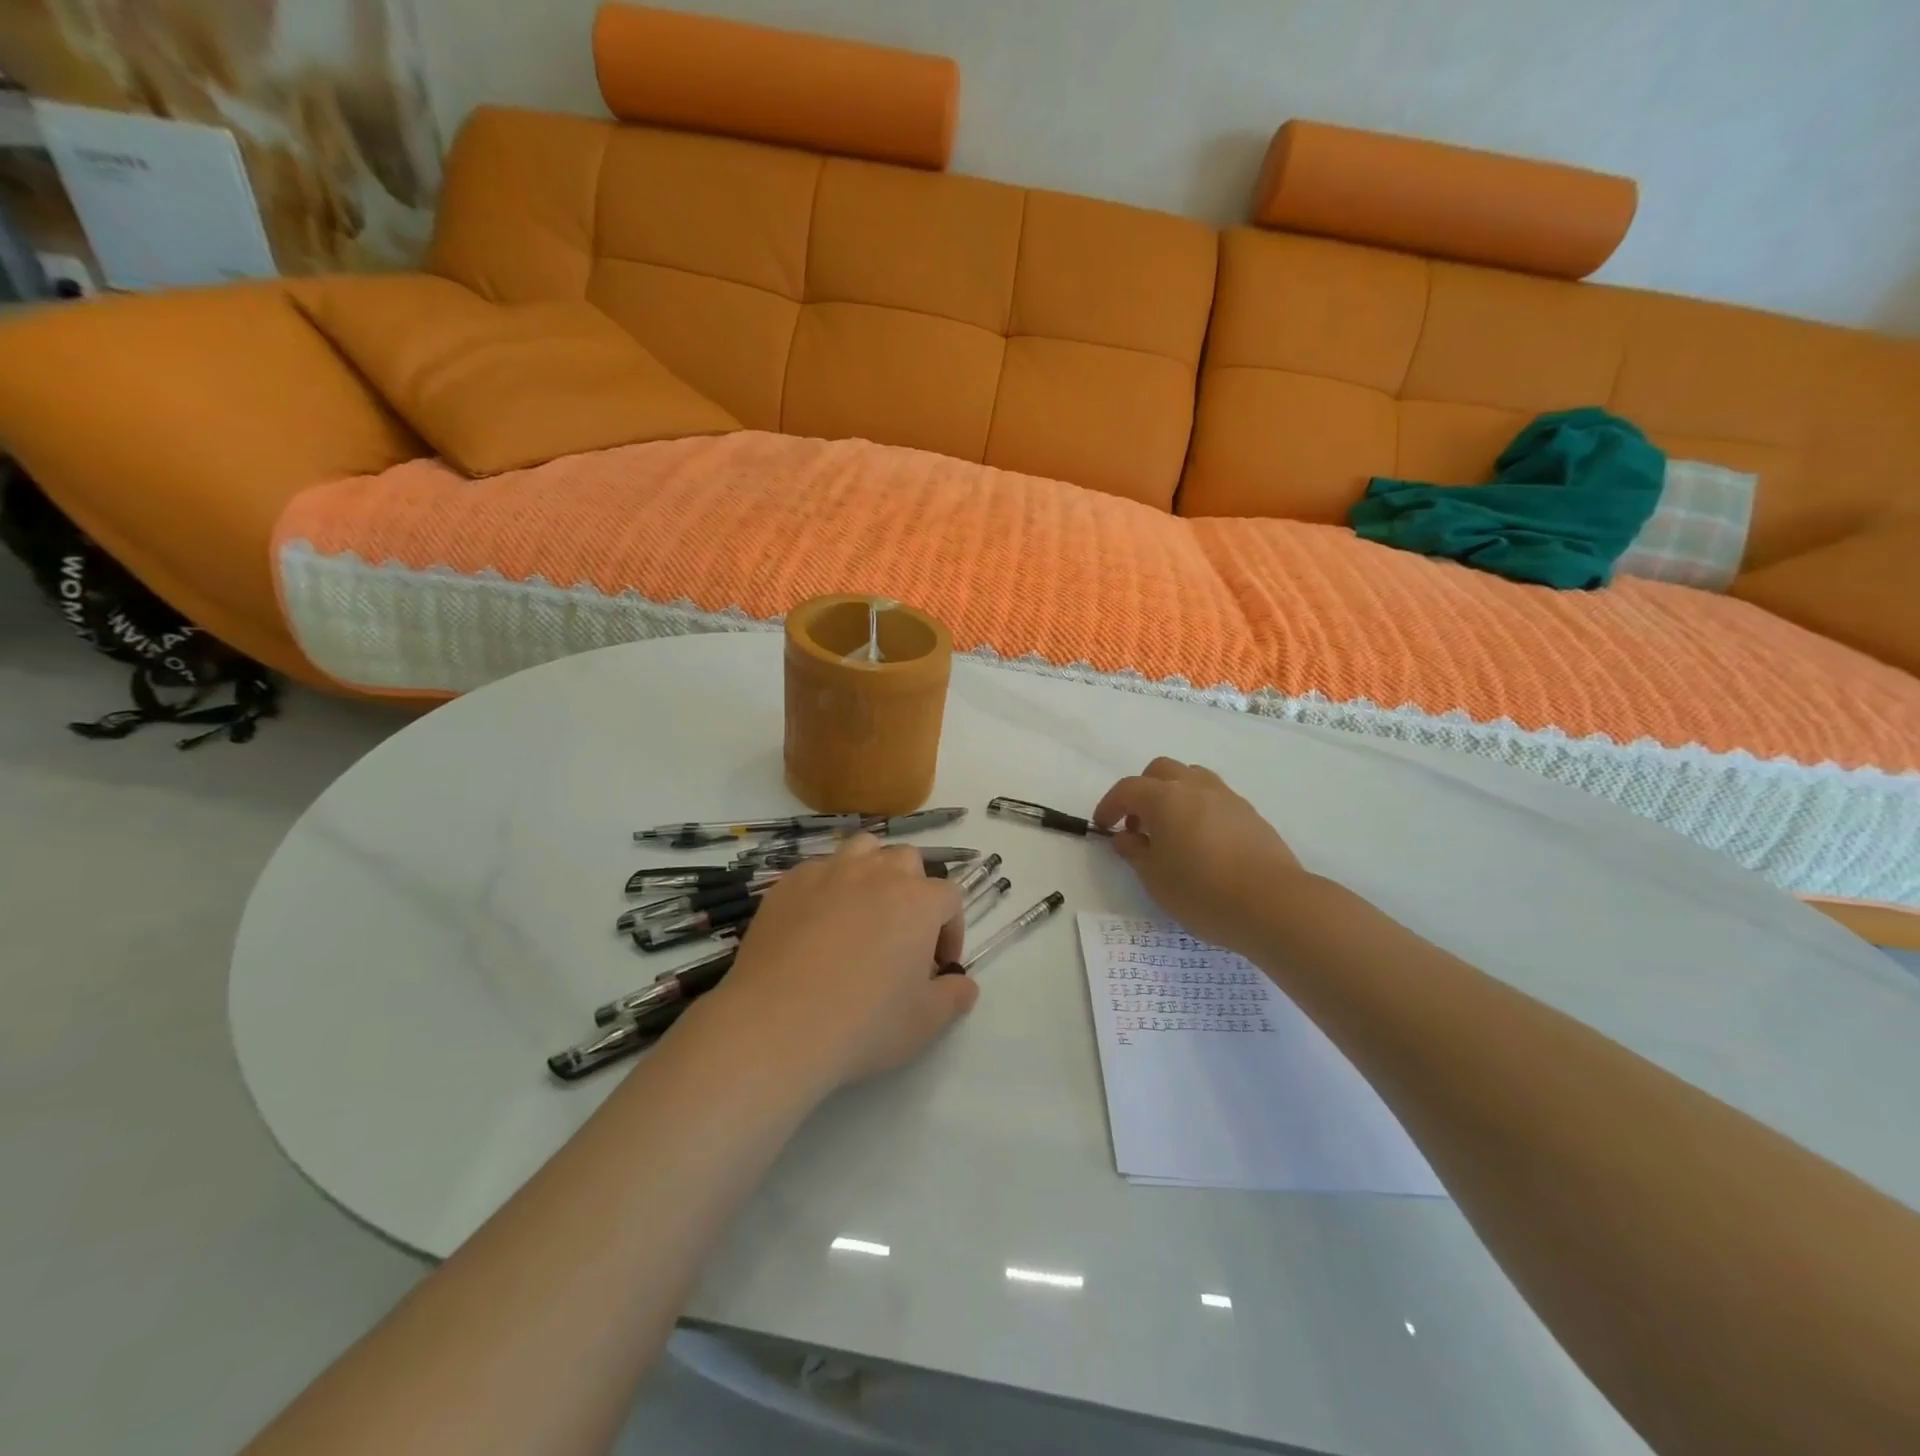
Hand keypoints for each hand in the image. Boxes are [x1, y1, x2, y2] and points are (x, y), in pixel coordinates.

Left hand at [695, 836, 977, 1093]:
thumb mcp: (925, 1022)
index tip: (939, 964)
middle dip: (913, 890)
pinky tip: (815, 922)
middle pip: (907, 861)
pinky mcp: (788, 884)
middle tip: (902, 933)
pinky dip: (827, 886)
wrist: (777, 1024)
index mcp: (918, 901)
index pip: (950, 897)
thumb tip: (964, 984)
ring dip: (872, 871)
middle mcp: (877, 874)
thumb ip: (953, 997)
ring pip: (863, 849)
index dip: (951, 929)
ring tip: (863, 909)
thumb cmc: (864, 1023)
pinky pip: (817, 869)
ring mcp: (829, 873)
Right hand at [1094, 758, 1310, 957]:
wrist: (1273, 904)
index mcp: (1165, 799)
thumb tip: (1125, 837)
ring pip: (1191, 777)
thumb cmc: (1203, 892)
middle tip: (1138, 825)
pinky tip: (1202, 841)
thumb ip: (1135, 852)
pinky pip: (1214, 797)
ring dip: (1173, 794)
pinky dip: (1198, 808)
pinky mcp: (1250, 814)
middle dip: (1142, 791)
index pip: (1127, 789)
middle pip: (1160, 771)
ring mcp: (1227, 797)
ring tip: (1171, 830)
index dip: (1109, 805)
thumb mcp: (1155, 878)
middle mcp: (1195, 787)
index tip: (1102, 826)